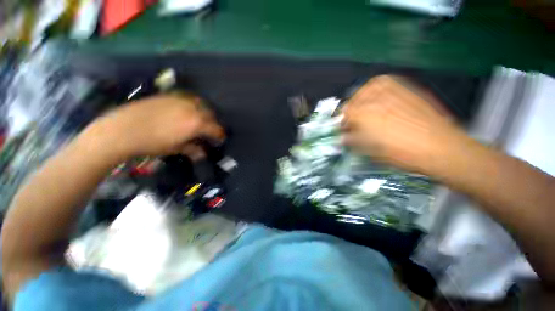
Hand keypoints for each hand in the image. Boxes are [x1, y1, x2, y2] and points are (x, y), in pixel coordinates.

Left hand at [84, 94, 224, 160]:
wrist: (121, 130)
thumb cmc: (152, 143)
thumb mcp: (175, 148)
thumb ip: (192, 149)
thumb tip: (202, 154)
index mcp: (196, 123)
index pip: (216, 129)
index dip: (220, 135)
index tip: (220, 139)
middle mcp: (192, 109)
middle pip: (210, 114)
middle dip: (213, 123)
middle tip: (210, 130)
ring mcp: (179, 100)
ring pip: (200, 103)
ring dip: (203, 111)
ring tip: (199, 118)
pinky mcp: (168, 96)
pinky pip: (186, 97)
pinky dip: (191, 103)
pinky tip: (185, 109)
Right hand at [342, 75, 466, 174]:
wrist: (440, 147)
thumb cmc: (401, 152)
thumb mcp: (370, 150)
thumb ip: (353, 140)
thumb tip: (344, 137)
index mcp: (364, 114)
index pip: (344, 113)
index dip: (343, 122)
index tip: (345, 129)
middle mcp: (375, 98)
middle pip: (354, 99)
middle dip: (351, 110)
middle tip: (355, 120)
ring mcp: (393, 90)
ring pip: (369, 87)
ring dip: (363, 97)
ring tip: (367, 107)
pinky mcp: (408, 88)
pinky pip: (387, 82)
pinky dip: (379, 89)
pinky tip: (383, 99)